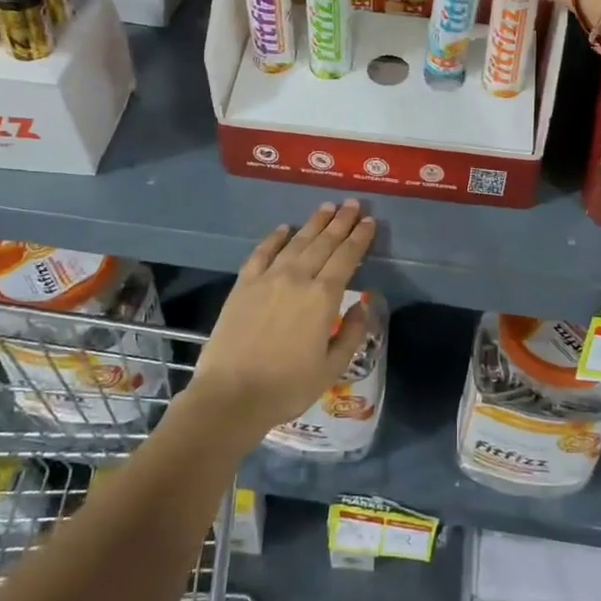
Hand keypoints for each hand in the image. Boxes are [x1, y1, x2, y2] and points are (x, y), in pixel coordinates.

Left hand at [187, 200, 377, 435]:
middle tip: (353, 204)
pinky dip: (275, 238)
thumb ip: (353, 333)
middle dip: (341, 222)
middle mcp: (298, 278)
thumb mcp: (332, 368)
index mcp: (323, 297)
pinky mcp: (244, 284)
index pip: (347, 258)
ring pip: (296, 242)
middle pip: (324, 243)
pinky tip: (284, 228)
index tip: (370, 221)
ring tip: (327, 207)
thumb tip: (364, 303)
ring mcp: (268, 278)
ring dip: (314, 223)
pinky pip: (262, 252)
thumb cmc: (287, 387)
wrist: (231, 395)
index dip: (360, 238)